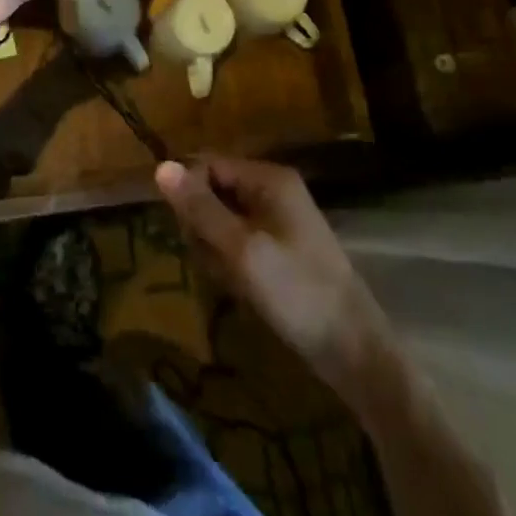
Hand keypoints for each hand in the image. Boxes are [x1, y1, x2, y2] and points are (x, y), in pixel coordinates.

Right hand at [156, 156, 389, 396]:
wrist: (355, 351)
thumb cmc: (297, 293)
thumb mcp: (242, 250)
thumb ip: (201, 208)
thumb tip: (160, 166)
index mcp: (268, 178)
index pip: (208, 163)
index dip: (188, 192)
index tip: (183, 232)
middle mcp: (273, 190)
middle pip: (214, 190)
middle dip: (203, 226)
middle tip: (213, 262)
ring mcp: (279, 220)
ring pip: (223, 220)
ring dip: (216, 249)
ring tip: (229, 281)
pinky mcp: (281, 249)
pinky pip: (239, 242)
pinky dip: (232, 263)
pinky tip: (240, 289)